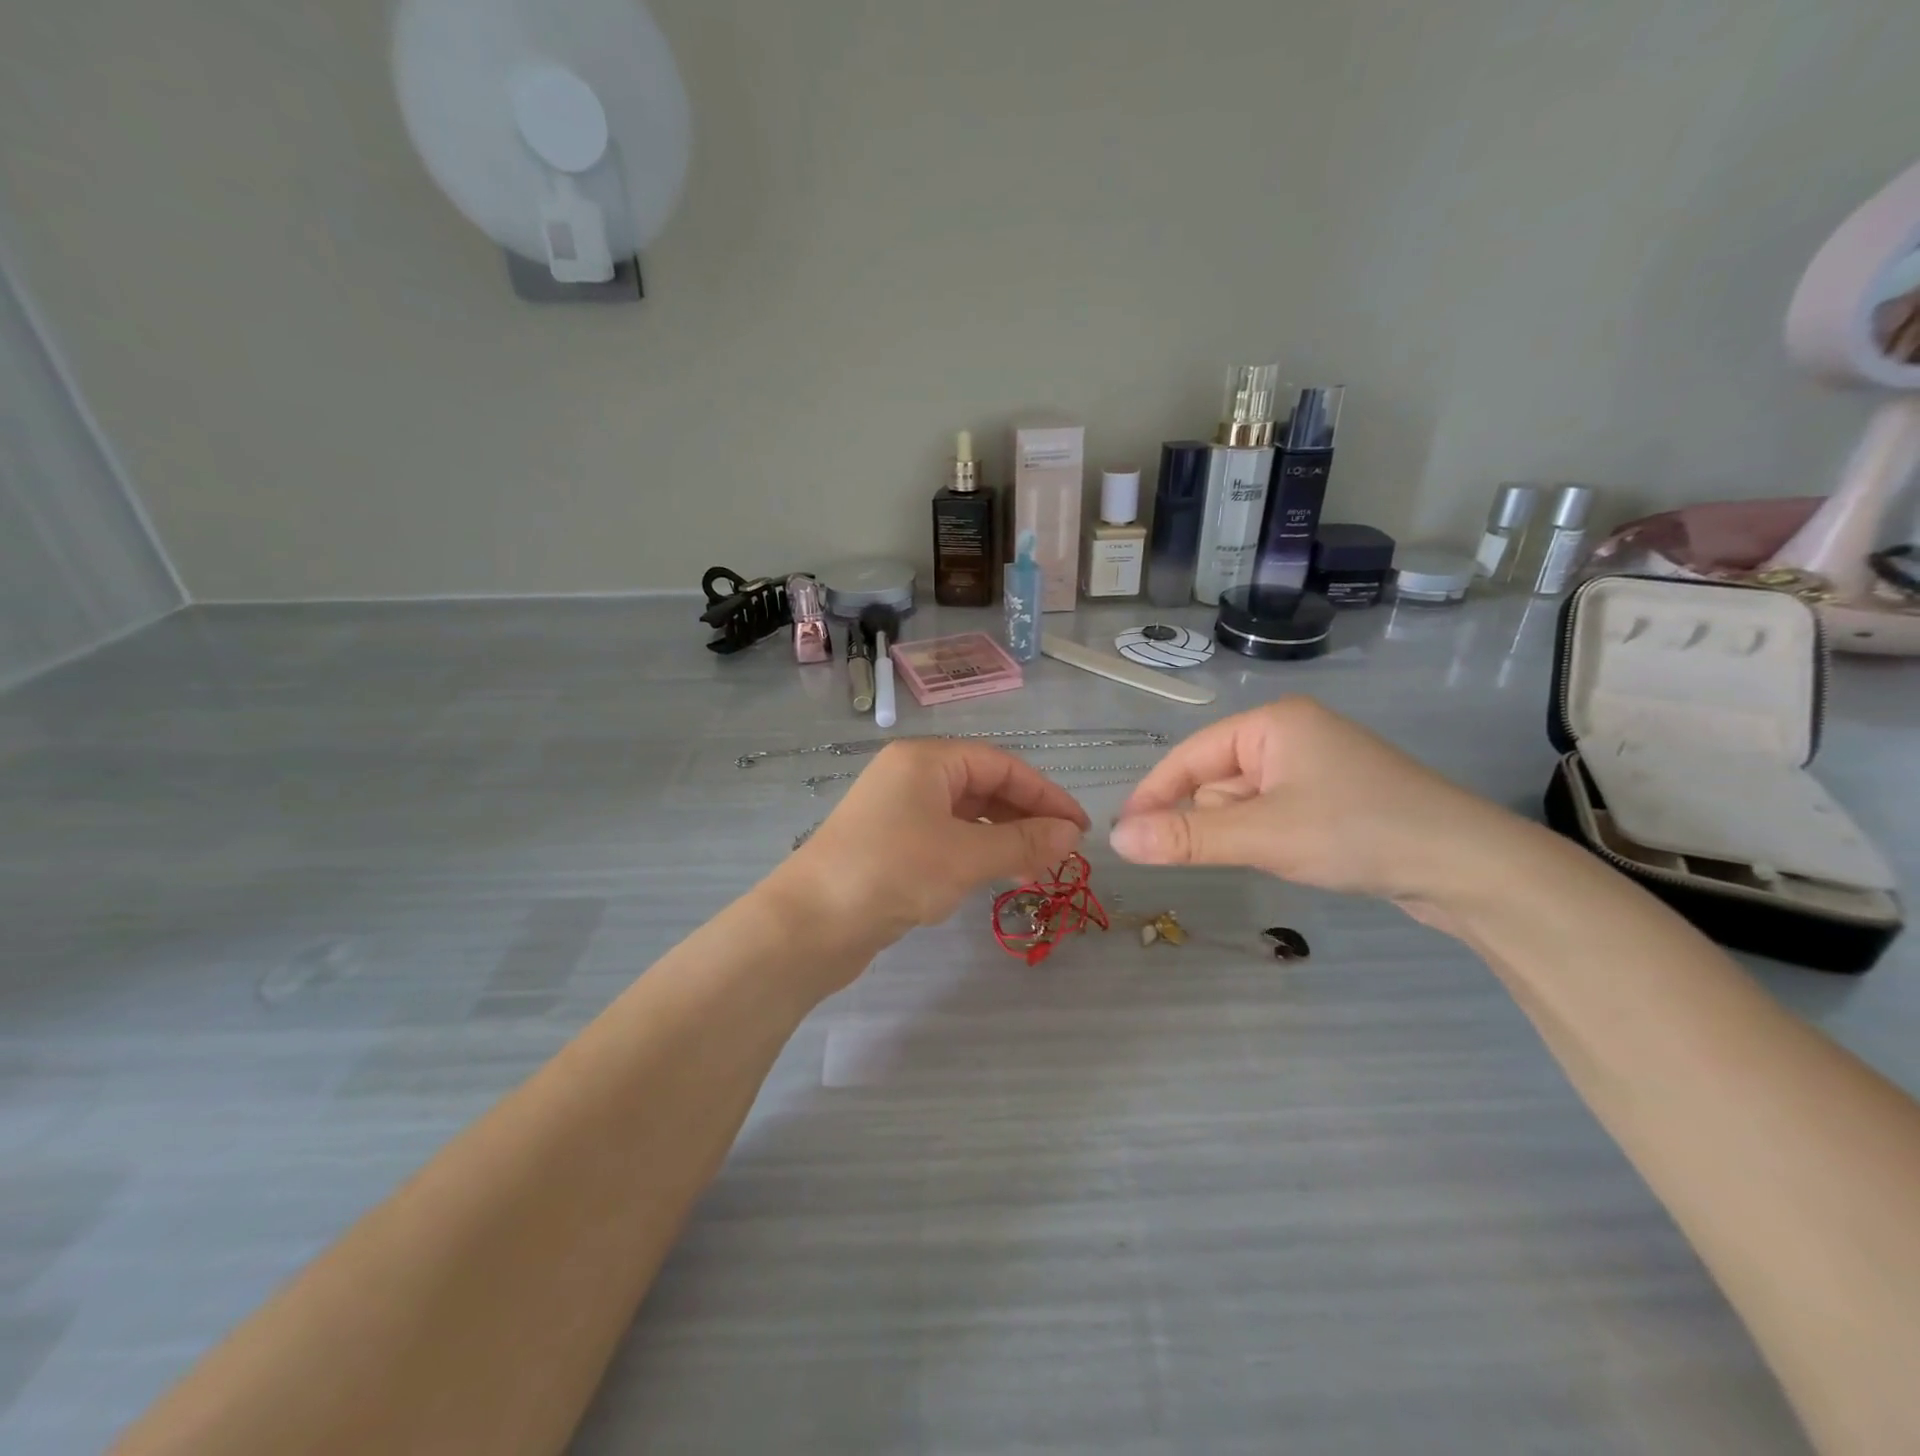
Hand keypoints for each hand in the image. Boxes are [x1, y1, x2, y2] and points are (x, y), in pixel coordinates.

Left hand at [771, 741, 1090, 964]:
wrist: (809, 924)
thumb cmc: (892, 872)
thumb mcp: (965, 856)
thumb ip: (1023, 842)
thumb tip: (1072, 834)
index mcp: (926, 760)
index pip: (1001, 765)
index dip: (1045, 794)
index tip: (1079, 828)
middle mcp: (911, 777)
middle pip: (983, 787)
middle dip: (1025, 818)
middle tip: (1061, 854)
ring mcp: (897, 811)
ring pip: (965, 816)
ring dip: (1002, 839)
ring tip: (1034, 872)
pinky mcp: (889, 845)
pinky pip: (945, 839)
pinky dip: (974, 854)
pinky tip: (993, 877)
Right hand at [1109, 698, 1531, 916]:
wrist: (1469, 866)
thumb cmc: (1358, 832)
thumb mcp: (1263, 835)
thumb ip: (1186, 838)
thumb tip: (1117, 840)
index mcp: (1272, 723)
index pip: (1190, 756)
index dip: (1154, 794)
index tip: (1126, 835)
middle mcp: (1291, 734)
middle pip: (1216, 779)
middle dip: (1215, 819)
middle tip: (1246, 848)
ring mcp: (1316, 765)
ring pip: (1244, 801)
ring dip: (1246, 832)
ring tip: (1284, 853)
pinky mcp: (1334, 796)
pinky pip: (1274, 812)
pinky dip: (1270, 836)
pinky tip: (1299, 854)